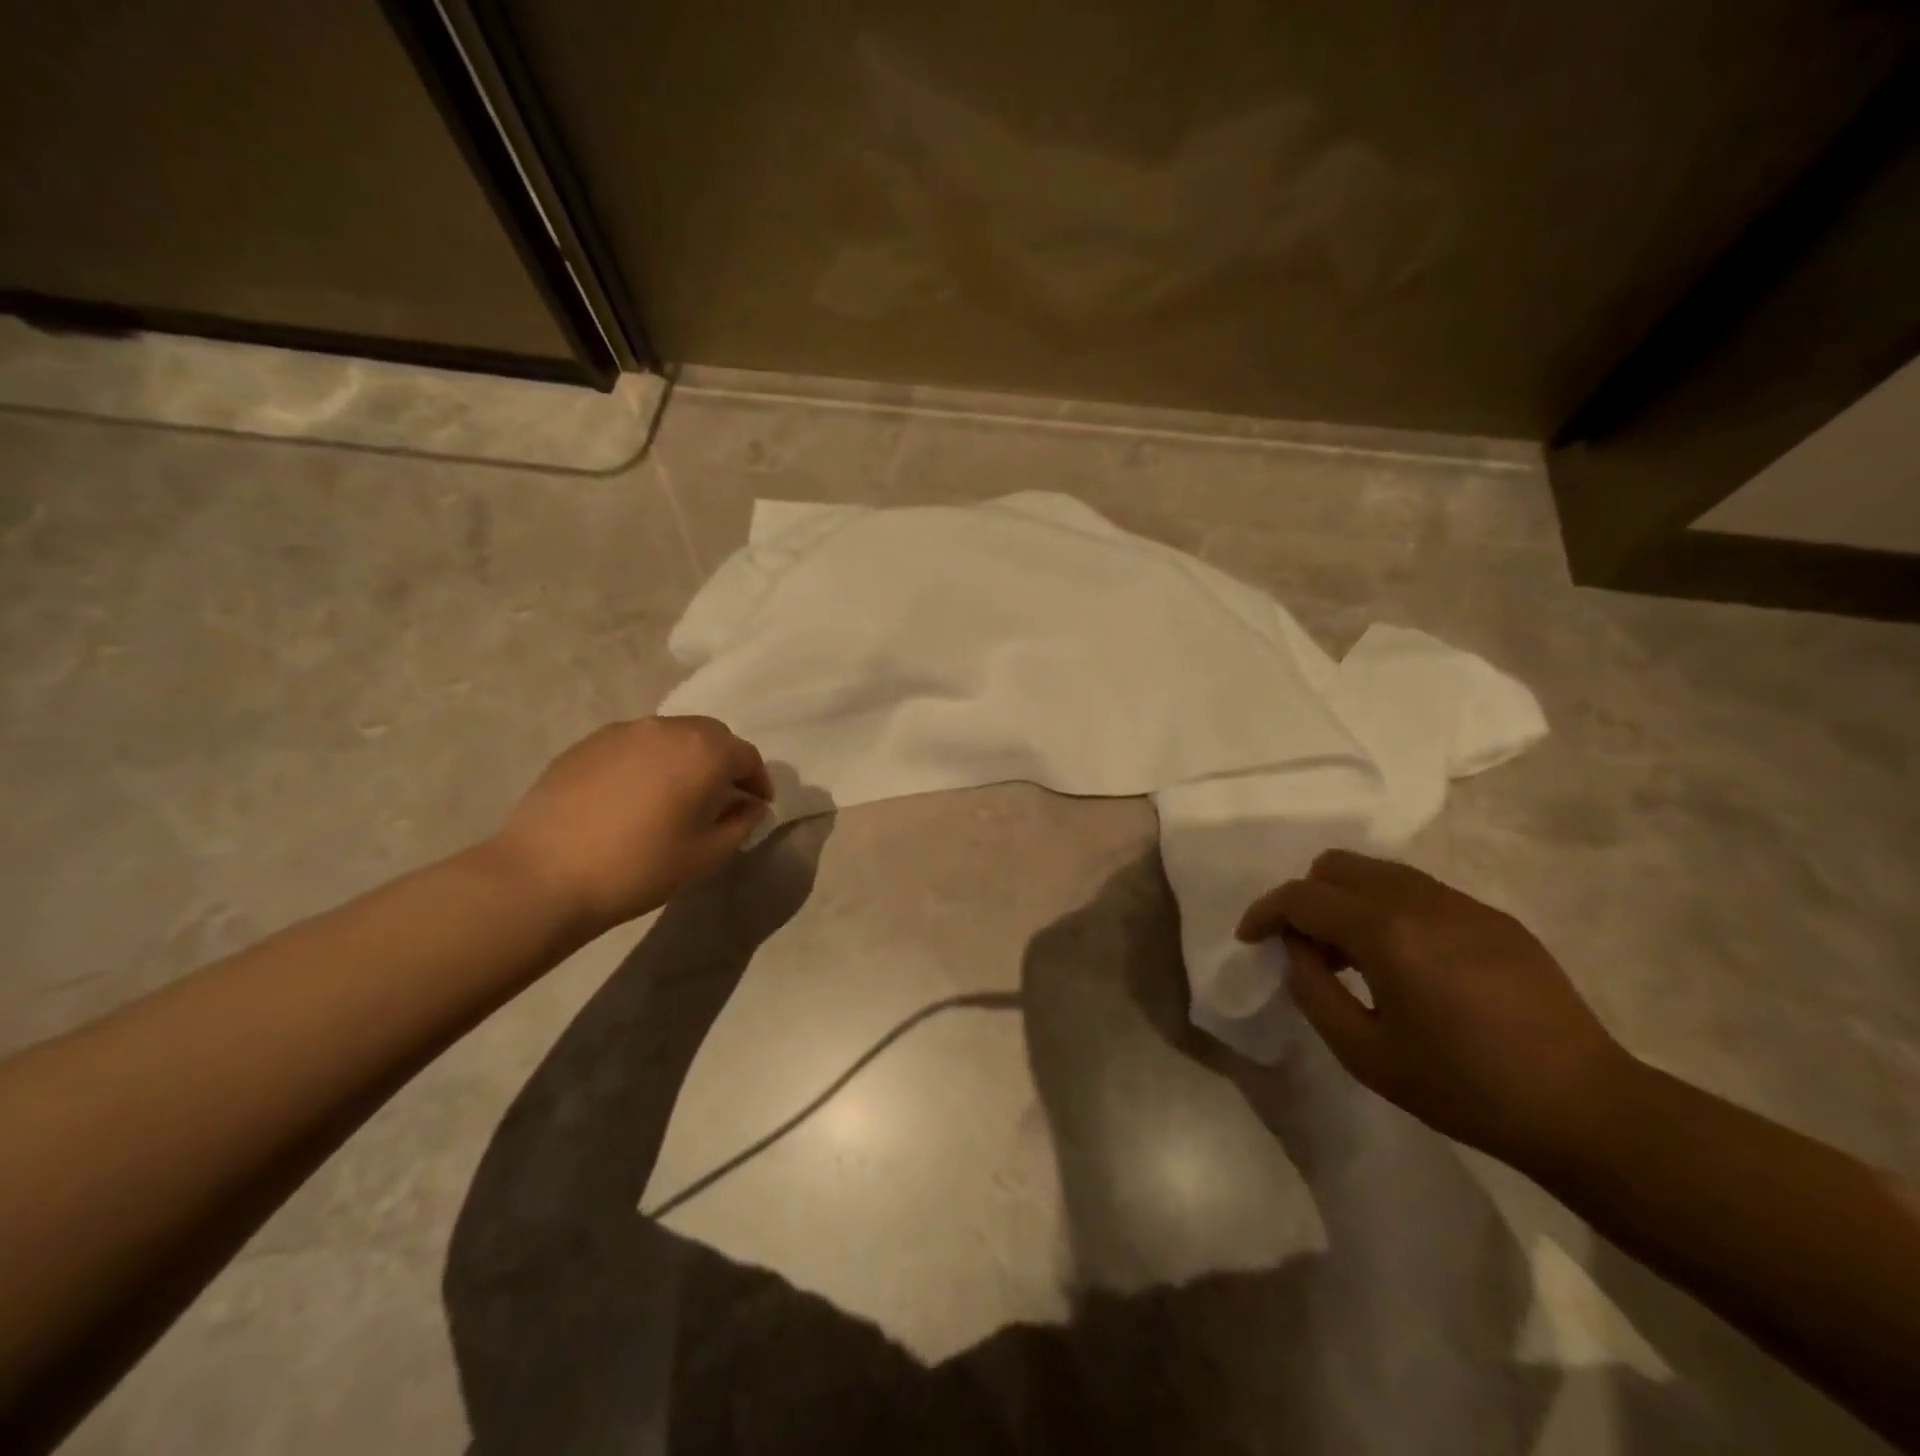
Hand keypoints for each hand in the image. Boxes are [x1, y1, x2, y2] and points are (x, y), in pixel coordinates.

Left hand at [490, 716, 773, 933]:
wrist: (544, 875)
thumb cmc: (639, 867)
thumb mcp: (705, 855)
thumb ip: (740, 823)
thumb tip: (751, 806)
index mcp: (703, 752)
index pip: (746, 755)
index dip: (758, 780)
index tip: (758, 805)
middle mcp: (667, 728)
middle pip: (710, 736)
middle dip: (724, 762)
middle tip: (722, 796)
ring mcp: (623, 731)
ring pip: (670, 736)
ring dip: (686, 758)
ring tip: (678, 794)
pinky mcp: (587, 744)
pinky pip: (634, 745)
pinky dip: (649, 761)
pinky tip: (636, 795)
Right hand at [1236, 851, 1633, 1171]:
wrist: (1585, 1108)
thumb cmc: (1464, 1088)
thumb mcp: (1365, 1053)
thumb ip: (1313, 990)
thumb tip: (1297, 950)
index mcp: (1385, 932)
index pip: (1302, 897)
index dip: (1265, 913)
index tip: (1251, 939)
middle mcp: (1420, 900)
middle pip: (1337, 866)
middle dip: (1306, 898)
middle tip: (1308, 948)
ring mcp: (1462, 904)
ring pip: (1378, 872)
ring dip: (1347, 901)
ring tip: (1354, 957)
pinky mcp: (1493, 917)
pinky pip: (1418, 891)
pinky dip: (1388, 910)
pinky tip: (1407, 963)